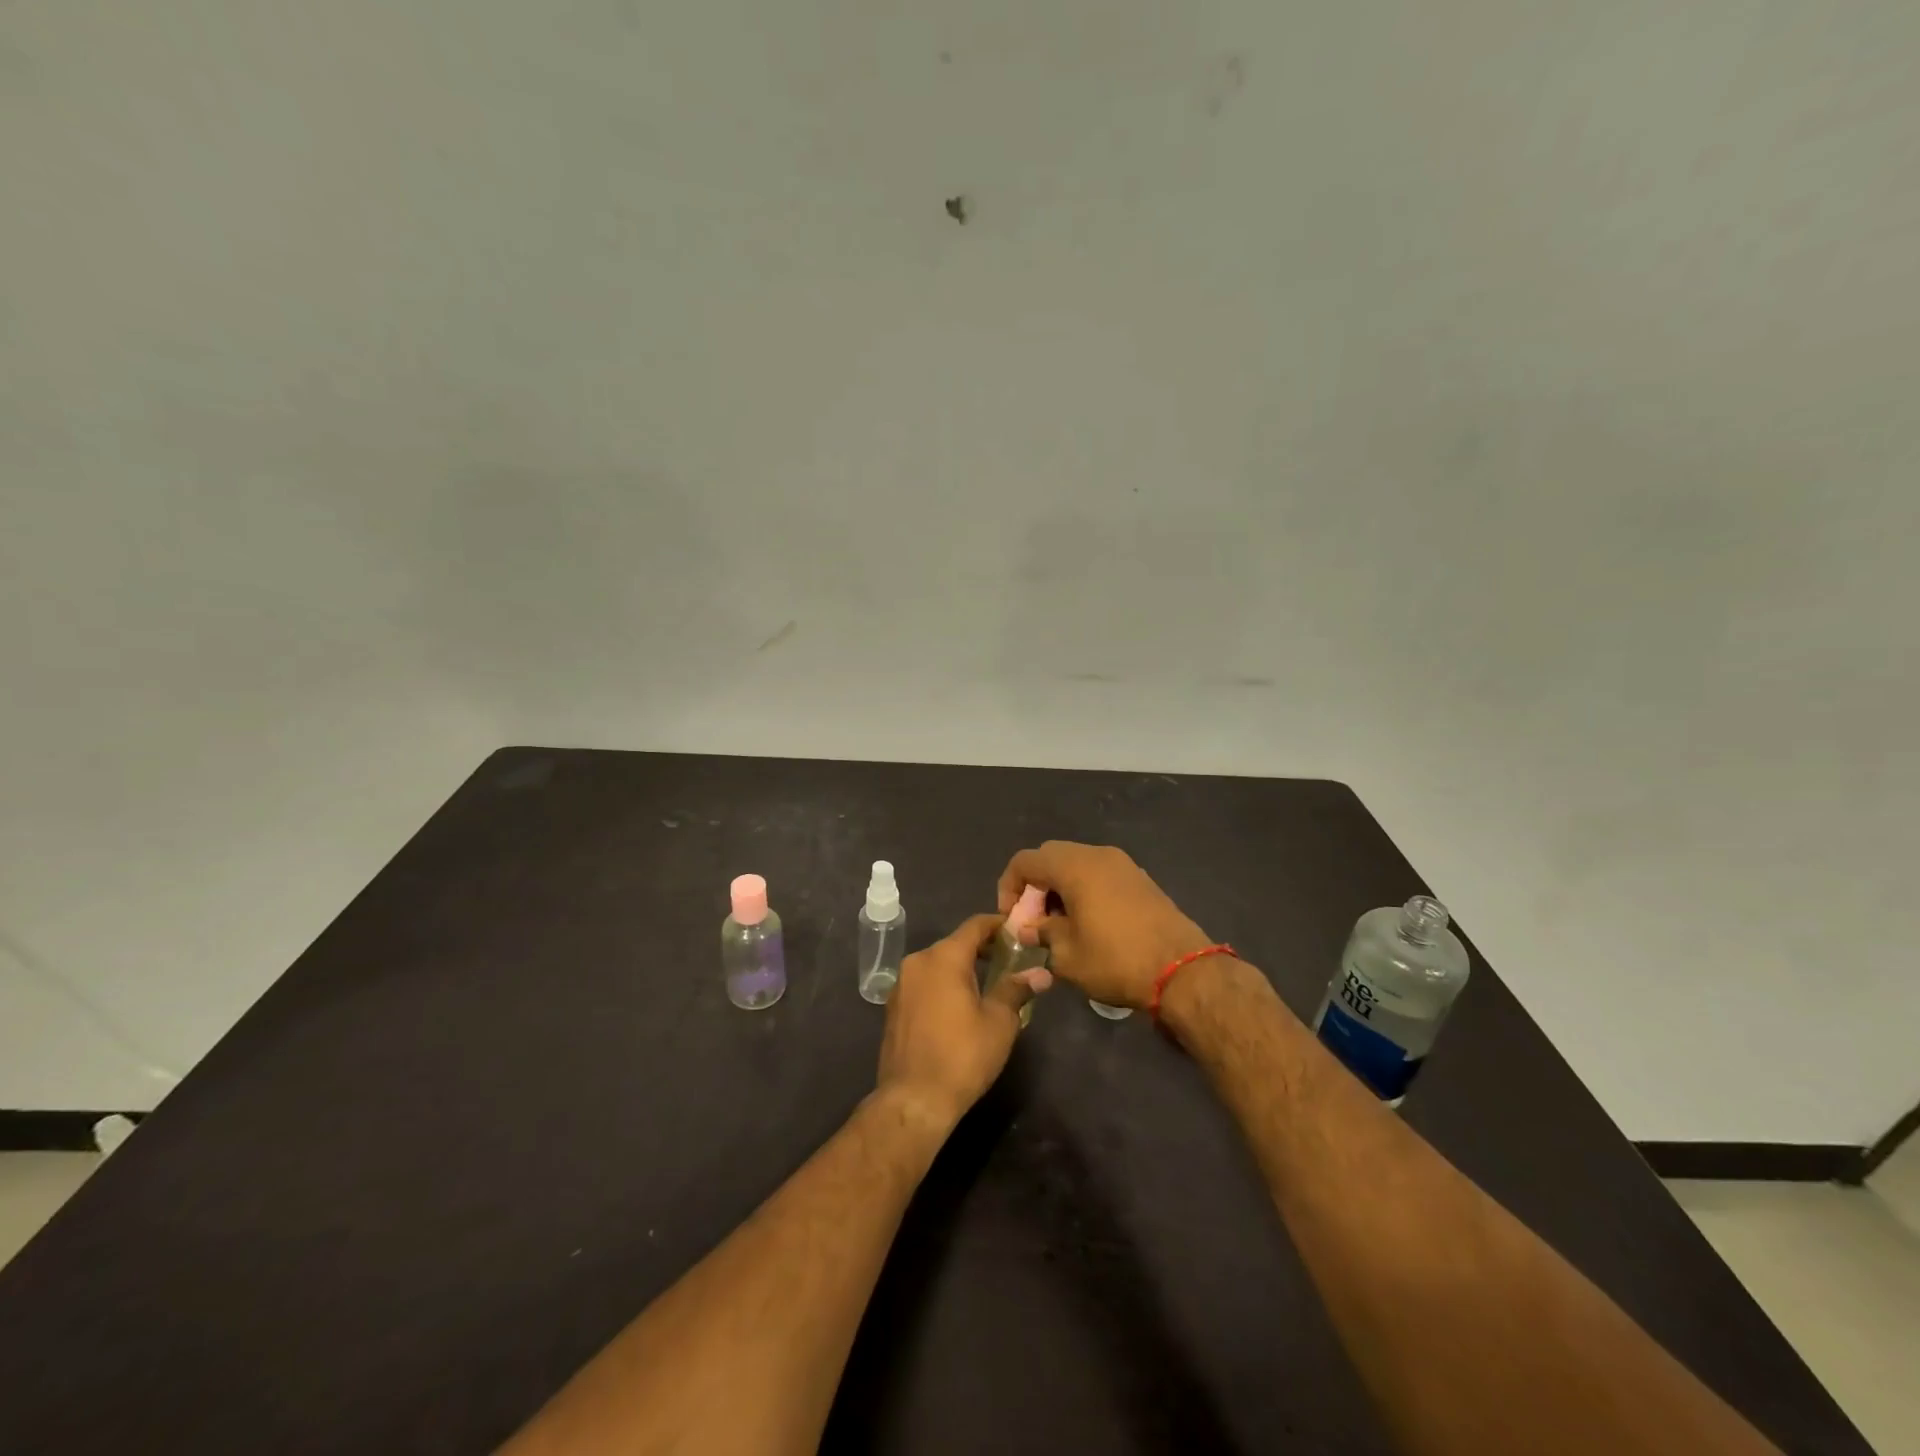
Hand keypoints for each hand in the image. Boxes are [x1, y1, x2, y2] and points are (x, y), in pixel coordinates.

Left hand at [876, 913, 1051, 1127]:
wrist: (913, 1099)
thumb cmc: (962, 1056)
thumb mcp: (999, 1022)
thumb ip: (1016, 989)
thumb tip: (1041, 972)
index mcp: (944, 957)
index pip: (974, 925)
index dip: (998, 925)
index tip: (1017, 933)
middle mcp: (918, 961)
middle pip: (955, 944)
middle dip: (982, 949)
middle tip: (1009, 962)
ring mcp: (901, 984)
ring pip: (937, 964)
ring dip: (961, 968)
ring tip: (987, 985)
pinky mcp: (894, 1006)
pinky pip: (924, 983)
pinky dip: (943, 985)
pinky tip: (959, 1006)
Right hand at [997, 842, 1211, 1008]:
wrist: (1183, 971)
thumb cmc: (1116, 960)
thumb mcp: (1066, 955)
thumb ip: (1041, 934)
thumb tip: (1028, 928)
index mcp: (1074, 866)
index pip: (1025, 861)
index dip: (1009, 887)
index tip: (1012, 919)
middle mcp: (1098, 855)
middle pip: (1051, 857)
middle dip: (1035, 887)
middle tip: (1034, 921)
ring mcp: (1123, 865)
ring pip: (1076, 865)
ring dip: (1060, 889)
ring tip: (1059, 926)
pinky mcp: (1140, 880)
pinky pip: (1099, 875)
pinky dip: (1084, 891)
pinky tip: (1088, 924)